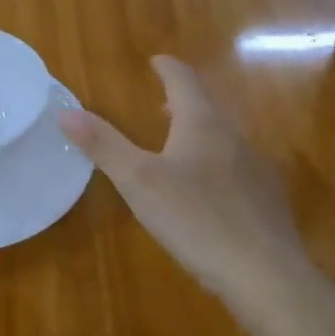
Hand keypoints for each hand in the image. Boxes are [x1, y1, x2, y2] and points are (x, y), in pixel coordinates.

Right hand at [62, 57, 316, 309]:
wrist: (266, 274)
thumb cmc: (195, 219)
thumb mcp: (138, 182)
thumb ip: (104, 145)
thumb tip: (66, 111)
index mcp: (203, 124)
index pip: (184, 81)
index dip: (168, 68)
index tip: (157, 60)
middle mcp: (235, 137)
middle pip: (207, 108)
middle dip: (183, 102)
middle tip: (162, 103)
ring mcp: (257, 169)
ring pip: (225, 138)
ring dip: (200, 133)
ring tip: (180, 145)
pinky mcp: (268, 200)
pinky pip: (239, 169)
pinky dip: (218, 165)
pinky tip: (210, 193)